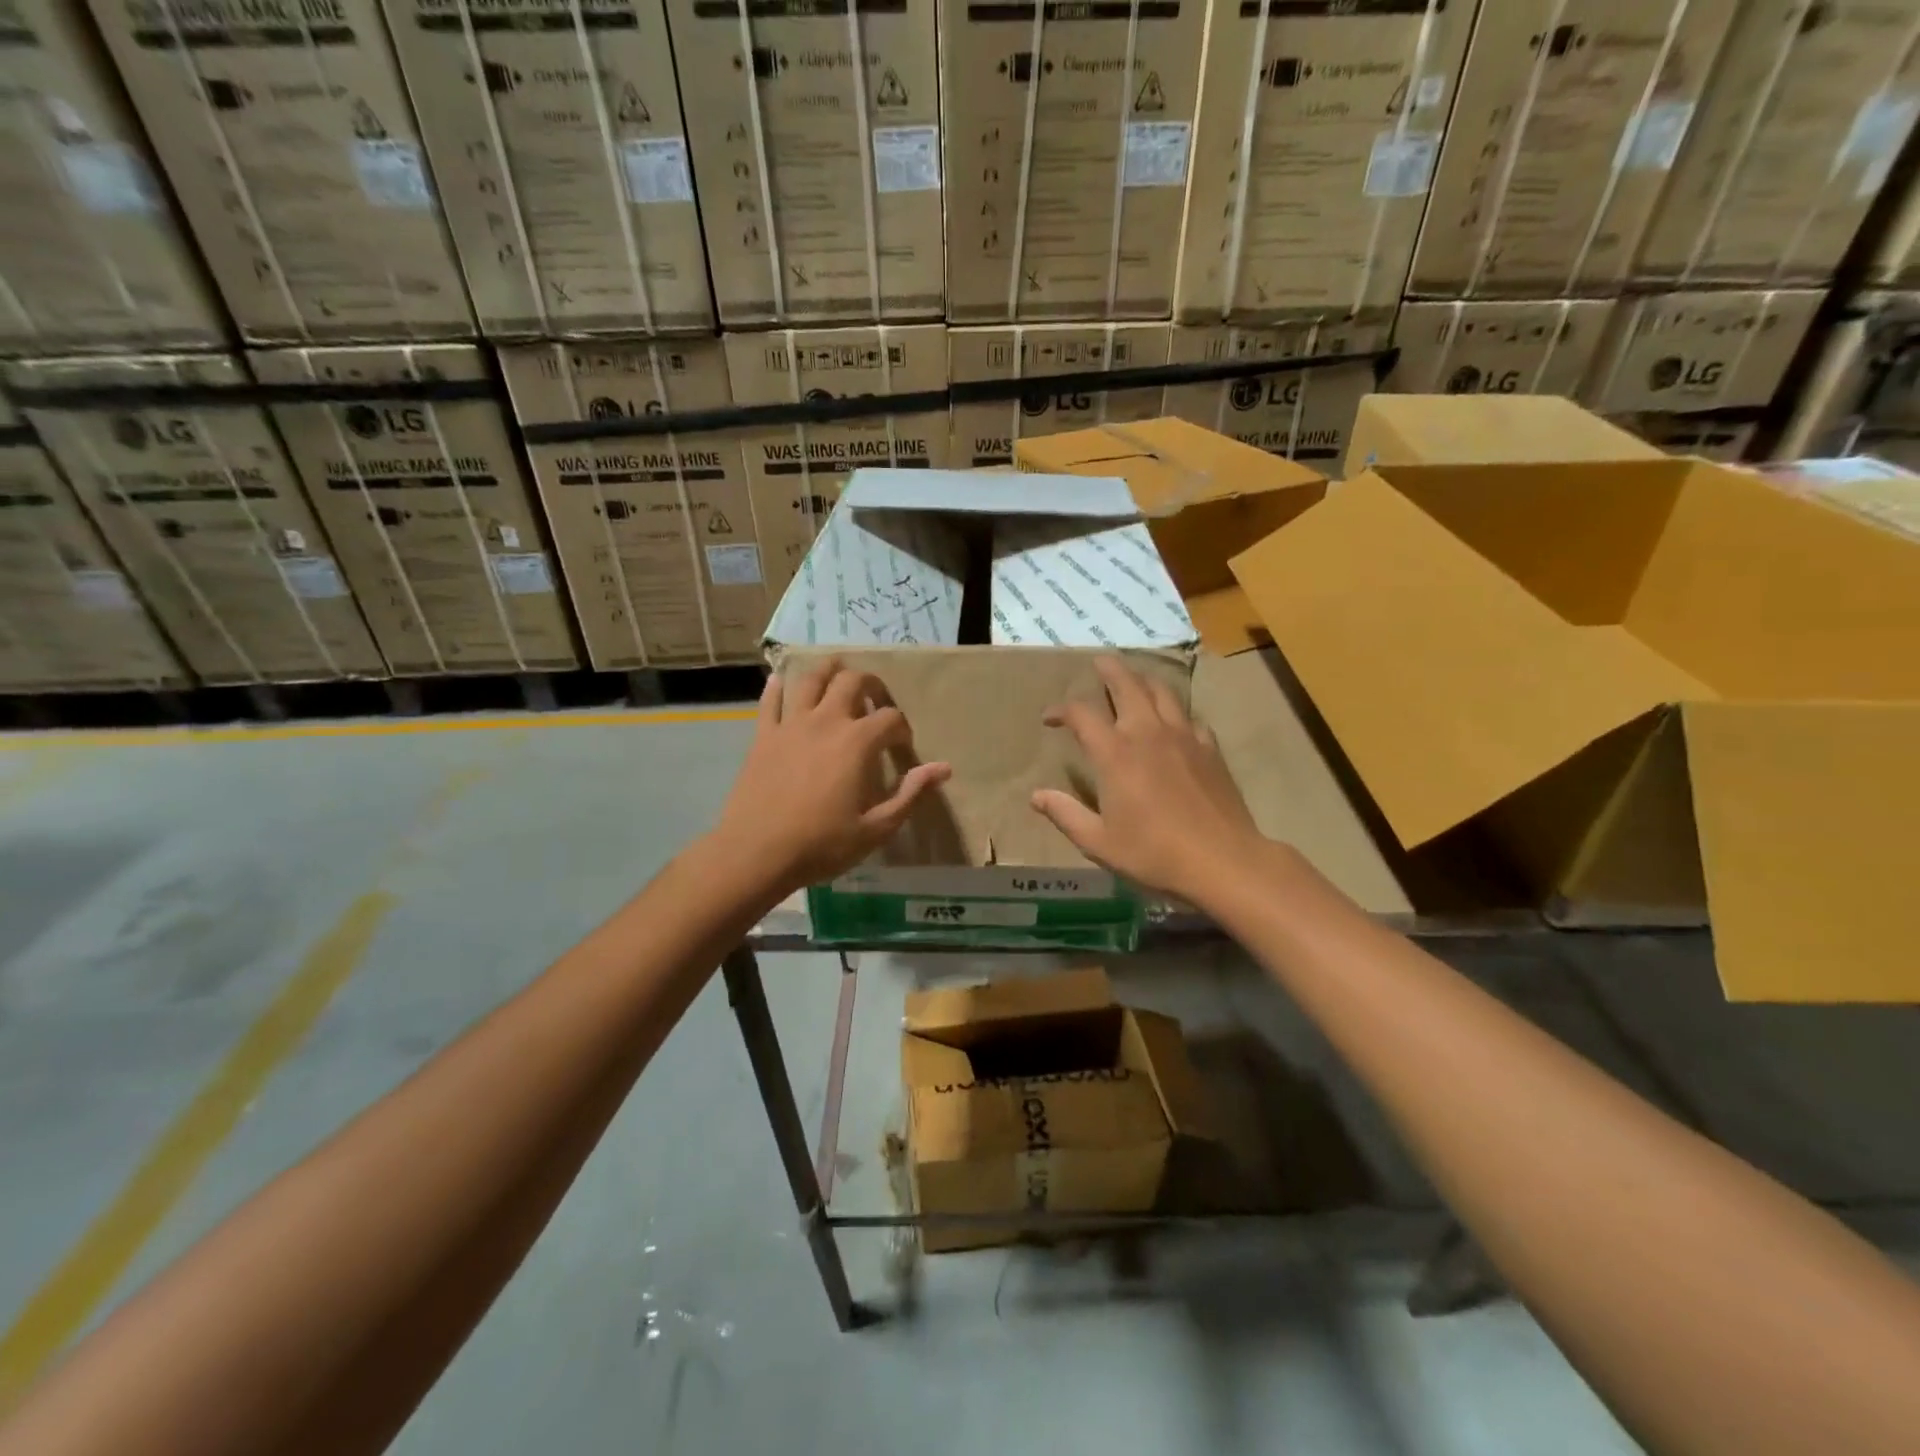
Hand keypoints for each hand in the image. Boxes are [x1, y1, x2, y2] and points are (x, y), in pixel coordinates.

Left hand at [710, 659, 950, 898]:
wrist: (756, 853)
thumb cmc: (822, 844)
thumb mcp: (876, 828)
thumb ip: (910, 793)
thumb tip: (943, 768)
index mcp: (857, 742)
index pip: (890, 717)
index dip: (901, 728)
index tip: (901, 746)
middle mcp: (826, 721)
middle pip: (852, 681)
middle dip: (870, 685)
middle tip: (875, 701)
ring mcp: (791, 724)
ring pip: (811, 679)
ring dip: (828, 670)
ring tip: (837, 674)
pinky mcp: (763, 735)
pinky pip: (770, 700)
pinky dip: (778, 687)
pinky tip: (782, 681)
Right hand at [1031, 656, 1264, 902]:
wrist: (1222, 861)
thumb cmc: (1153, 854)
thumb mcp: (1098, 842)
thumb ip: (1066, 814)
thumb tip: (1036, 796)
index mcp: (1115, 754)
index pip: (1082, 714)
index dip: (1061, 710)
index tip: (1050, 718)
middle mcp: (1147, 733)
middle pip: (1127, 685)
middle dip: (1109, 670)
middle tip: (1099, 662)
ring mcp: (1184, 737)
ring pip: (1162, 692)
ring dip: (1143, 680)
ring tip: (1135, 680)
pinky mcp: (1210, 749)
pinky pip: (1189, 717)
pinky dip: (1175, 712)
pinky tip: (1174, 722)